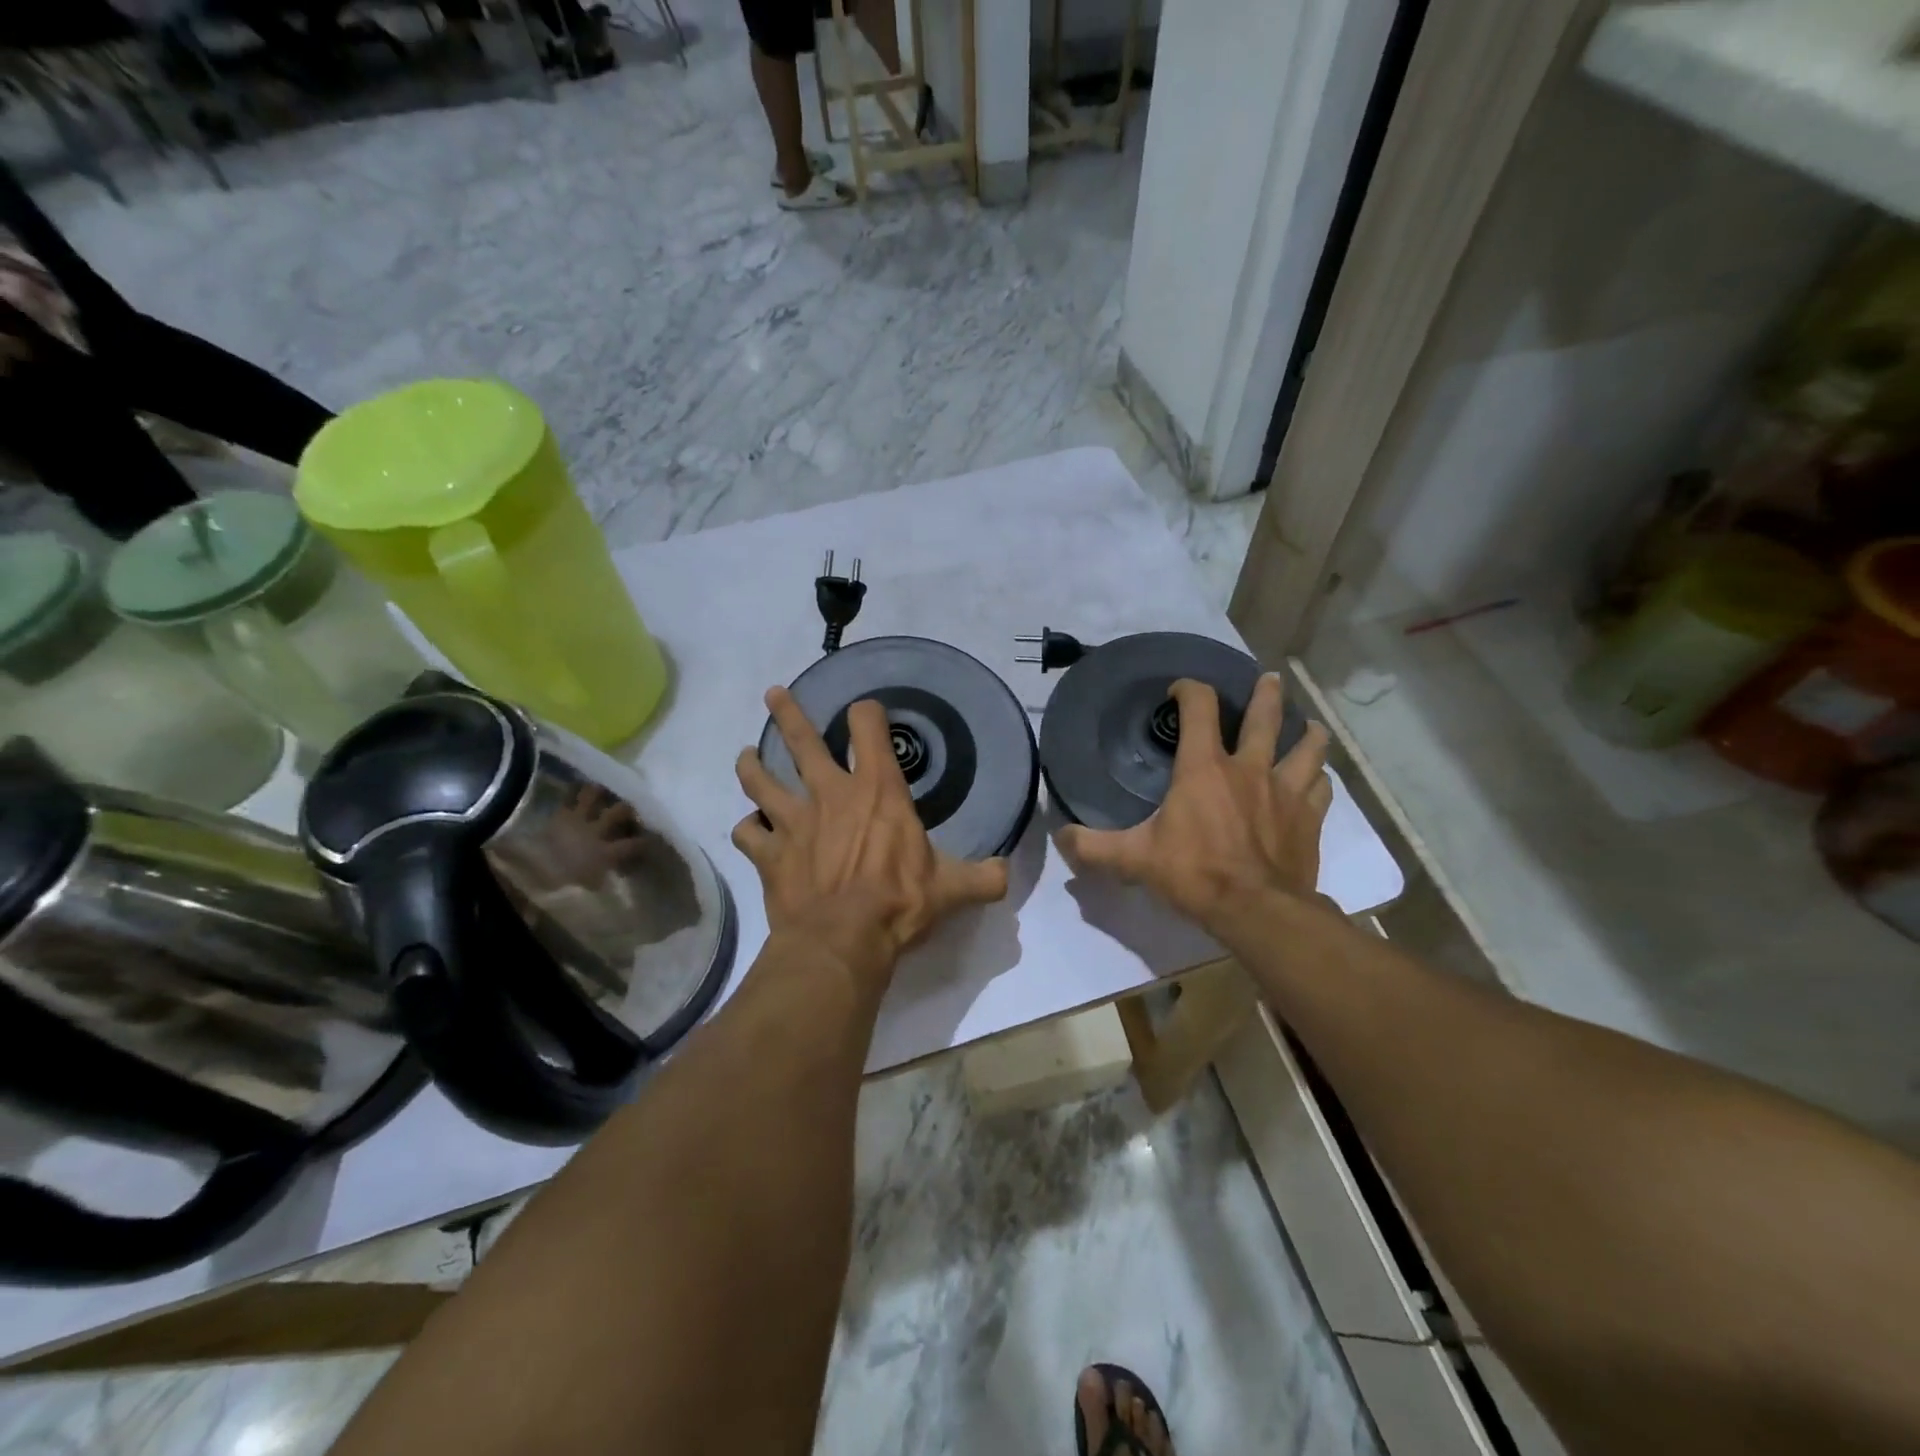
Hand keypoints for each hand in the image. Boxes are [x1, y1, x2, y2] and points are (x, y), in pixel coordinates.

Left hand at [733, 687, 1009, 987]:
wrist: (841, 941)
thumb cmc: (898, 904)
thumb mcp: (951, 889)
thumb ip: (983, 877)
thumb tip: (1007, 873)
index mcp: (876, 791)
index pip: (869, 728)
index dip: (868, 714)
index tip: (866, 712)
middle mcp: (830, 794)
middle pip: (801, 741)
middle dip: (788, 714)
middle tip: (773, 694)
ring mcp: (793, 822)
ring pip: (760, 780)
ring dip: (752, 766)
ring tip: (746, 756)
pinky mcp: (768, 854)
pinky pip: (747, 834)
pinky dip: (747, 831)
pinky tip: (750, 832)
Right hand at [1058, 674, 1332, 938]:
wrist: (1257, 909)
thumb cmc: (1194, 874)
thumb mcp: (1134, 859)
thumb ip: (1093, 847)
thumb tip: (1060, 837)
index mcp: (1204, 768)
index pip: (1199, 708)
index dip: (1190, 689)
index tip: (1180, 689)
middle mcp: (1248, 768)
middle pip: (1264, 717)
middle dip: (1266, 694)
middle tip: (1269, 679)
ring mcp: (1285, 791)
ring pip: (1306, 749)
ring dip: (1308, 733)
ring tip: (1310, 726)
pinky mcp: (1309, 818)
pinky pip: (1321, 788)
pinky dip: (1319, 779)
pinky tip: (1317, 781)